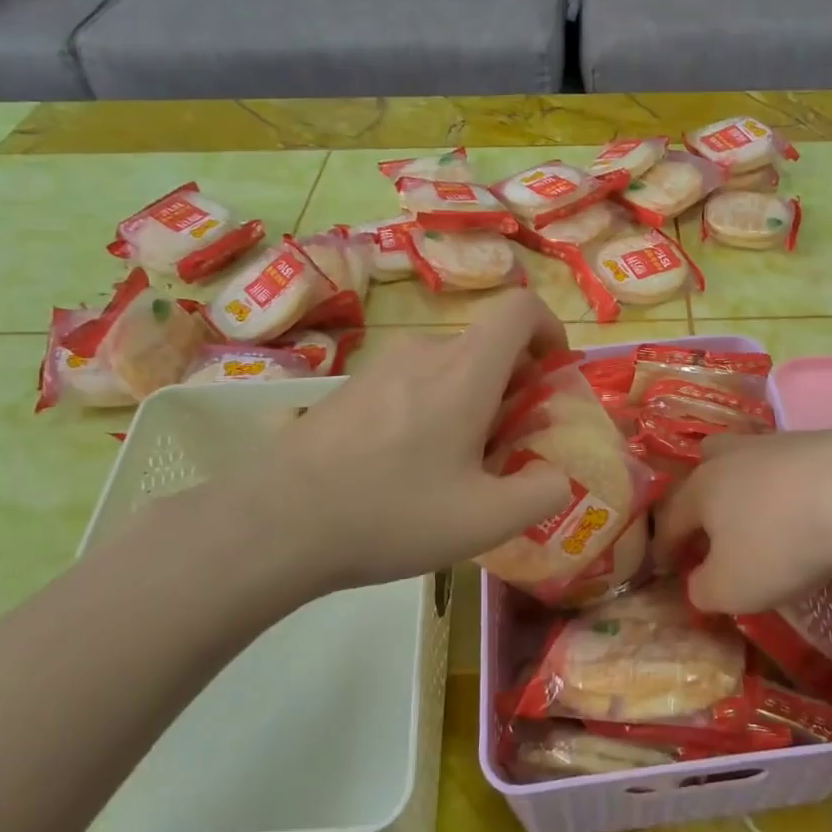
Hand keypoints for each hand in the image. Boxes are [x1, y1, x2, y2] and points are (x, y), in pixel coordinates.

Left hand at [142, 291, 575, 618]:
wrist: (273, 523)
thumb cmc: (391, 514)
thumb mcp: (486, 520)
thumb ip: (542, 493)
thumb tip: (557, 476)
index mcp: (466, 370)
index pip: (520, 307)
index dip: (549, 330)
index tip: (552, 375)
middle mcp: (423, 352)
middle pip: (486, 344)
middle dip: (512, 384)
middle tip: (505, 446)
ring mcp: (378, 365)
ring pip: (447, 365)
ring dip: (469, 399)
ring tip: (454, 464)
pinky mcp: (347, 387)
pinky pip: (409, 382)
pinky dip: (430, 406)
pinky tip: (404, 465)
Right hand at [655, 425, 831, 614]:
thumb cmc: (781, 543)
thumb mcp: (732, 588)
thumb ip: (704, 590)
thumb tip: (698, 583)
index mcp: (701, 489)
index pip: (671, 519)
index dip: (666, 547)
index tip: (668, 568)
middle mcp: (731, 458)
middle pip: (705, 468)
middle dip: (703, 498)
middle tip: (714, 528)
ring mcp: (775, 444)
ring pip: (749, 462)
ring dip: (748, 488)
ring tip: (765, 518)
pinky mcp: (818, 443)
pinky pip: (790, 468)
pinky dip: (791, 489)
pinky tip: (810, 511)